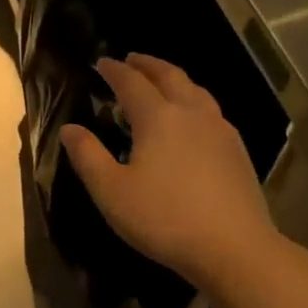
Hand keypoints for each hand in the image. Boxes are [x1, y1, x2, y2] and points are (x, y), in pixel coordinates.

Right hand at [60, 54, 275, 290]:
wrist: (233, 248)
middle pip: (170, 76)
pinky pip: (211, 111)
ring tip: (162, 82)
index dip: (115, 71)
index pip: (132, 83)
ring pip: (196, 91)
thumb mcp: (111, 191)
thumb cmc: (164, 218)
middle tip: (132, 60)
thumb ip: (88, 156)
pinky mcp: (237, 151)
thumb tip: (70, 129)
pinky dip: (194, 101)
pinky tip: (193, 120)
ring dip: (175, 79)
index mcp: (158, 118)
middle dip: (148, 65)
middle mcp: (192, 113)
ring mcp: (220, 131)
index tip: (102, 62)